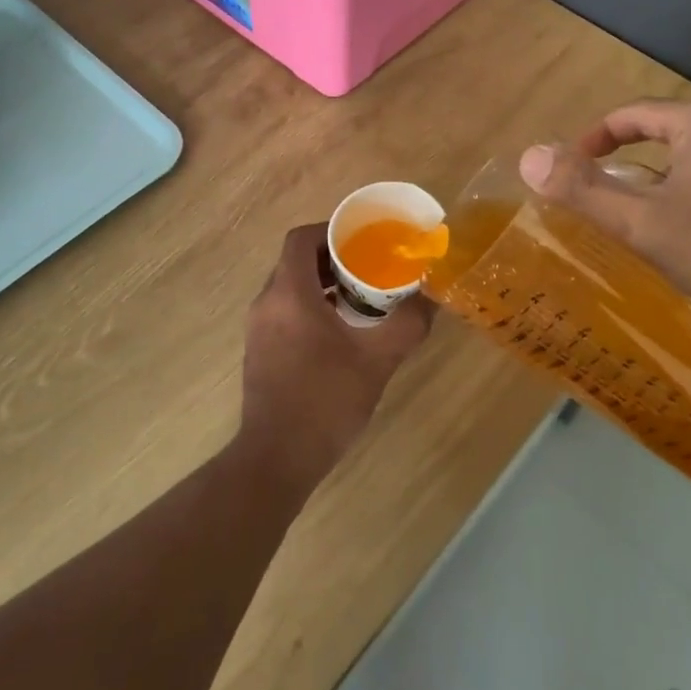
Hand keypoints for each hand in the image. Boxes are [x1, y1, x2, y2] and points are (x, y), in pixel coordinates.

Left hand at [239, 223, 433, 487]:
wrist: (277, 459)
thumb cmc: (325, 401)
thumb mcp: (376, 360)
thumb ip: (407, 324)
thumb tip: (432, 297)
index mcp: (289, 294)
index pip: (300, 239)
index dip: (330, 231)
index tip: (361, 239)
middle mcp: (266, 303)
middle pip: (294, 261)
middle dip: (331, 258)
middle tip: (368, 267)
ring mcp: (258, 329)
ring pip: (288, 287)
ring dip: (320, 284)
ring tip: (359, 297)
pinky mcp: (258, 351)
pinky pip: (283, 311)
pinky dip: (308, 307)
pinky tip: (339, 332)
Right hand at [517, 98, 690, 350]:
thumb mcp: (645, 225)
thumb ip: (584, 190)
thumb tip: (529, 157)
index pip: (633, 114)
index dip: (593, 139)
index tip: (571, 170)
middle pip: (667, 135)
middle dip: (629, 164)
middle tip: (604, 201)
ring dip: (664, 184)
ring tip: (646, 224)